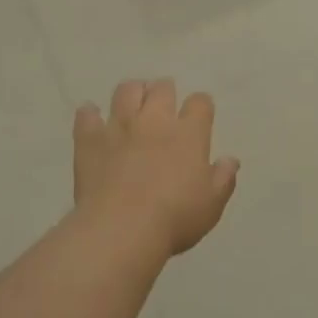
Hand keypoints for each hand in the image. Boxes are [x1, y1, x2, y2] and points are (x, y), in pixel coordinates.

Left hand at [74, 79, 239, 257]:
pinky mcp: (90, 139)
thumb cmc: (174, 218)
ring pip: (126, 90)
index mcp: (189, 134)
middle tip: (163, 106)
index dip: (201, 106)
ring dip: (132, 93)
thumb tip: (230, 160)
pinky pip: (87, 115)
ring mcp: (119, 126)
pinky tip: (93, 121)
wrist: (122, 229)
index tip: (199, 116)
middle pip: (162, 88)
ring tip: (132, 105)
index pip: (200, 103)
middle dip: (165, 92)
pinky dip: (90, 114)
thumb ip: (223, 179)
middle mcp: (154, 120)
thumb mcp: (211, 205)